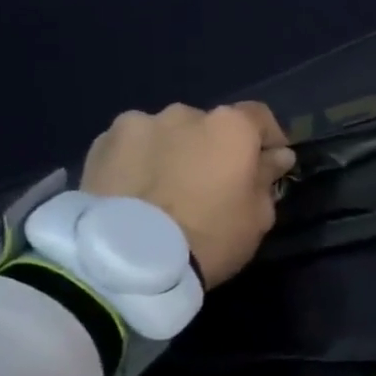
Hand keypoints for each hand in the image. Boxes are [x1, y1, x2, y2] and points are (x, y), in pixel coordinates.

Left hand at [80, 102, 295, 286]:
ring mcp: (137, 125)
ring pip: (165, 134)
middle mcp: (184, 113)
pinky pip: (130, 148)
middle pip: (208, 126)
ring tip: (164, 191)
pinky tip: (134, 193)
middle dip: (212, 148)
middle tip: (208, 185)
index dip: (267, 139)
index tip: (269, 163)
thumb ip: (267, 178)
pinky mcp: (100, 144)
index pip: (259, 118)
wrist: (128, 262)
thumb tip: (276, 157)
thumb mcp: (257, 218)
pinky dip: (137, 162)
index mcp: (230, 127)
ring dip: (172, 152)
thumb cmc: (209, 238)